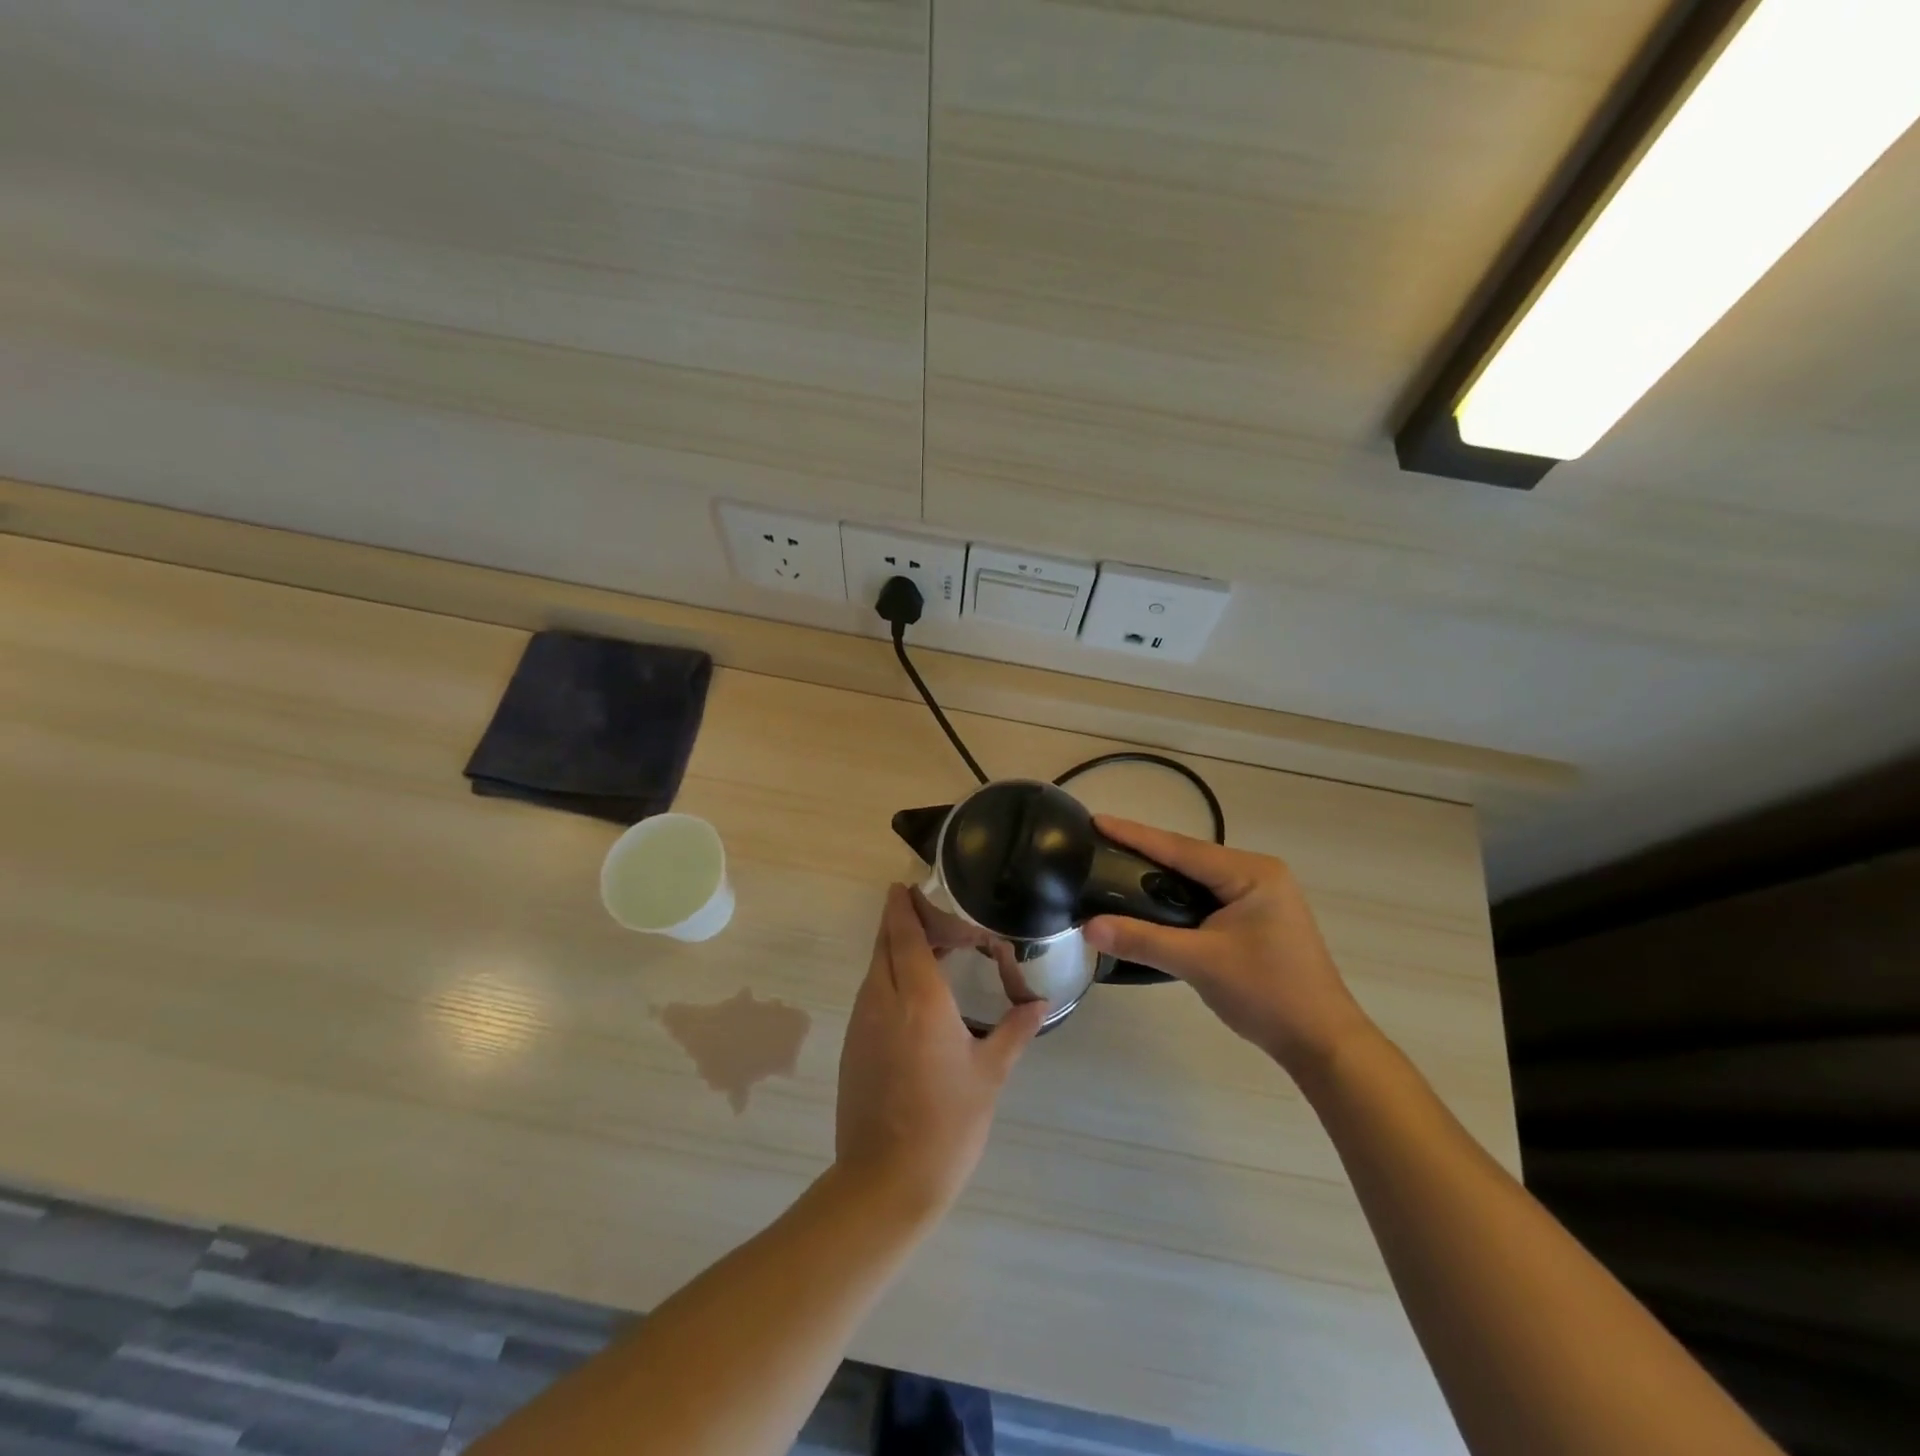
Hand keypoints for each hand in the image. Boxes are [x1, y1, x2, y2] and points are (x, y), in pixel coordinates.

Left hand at [835, 885, 1046, 1219]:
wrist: (885, 1181)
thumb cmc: (947, 1124)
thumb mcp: (990, 1075)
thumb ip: (1014, 1031)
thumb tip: (1038, 1004)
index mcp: (919, 1000)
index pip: (904, 936)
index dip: (902, 907)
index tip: (904, 885)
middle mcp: (883, 1000)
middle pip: (884, 945)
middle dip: (898, 921)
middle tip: (927, 912)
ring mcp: (862, 1023)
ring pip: (875, 969)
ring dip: (893, 950)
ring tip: (926, 950)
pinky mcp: (853, 1045)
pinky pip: (870, 994)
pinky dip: (887, 978)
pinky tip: (911, 994)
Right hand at [1083, 817, 1373, 1075]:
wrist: (1322, 1042)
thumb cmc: (1267, 994)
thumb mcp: (1199, 963)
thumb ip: (1142, 941)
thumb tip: (1088, 928)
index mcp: (1251, 873)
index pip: (1180, 848)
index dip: (1135, 835)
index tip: (1097, 820)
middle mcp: (1258, 874)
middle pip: (1189, 857)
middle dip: (1144, 851)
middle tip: (1099, 844)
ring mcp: (1262, 896)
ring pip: (1198, 877)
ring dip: (1160, 875)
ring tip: (1116, 868)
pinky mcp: (1258, 918)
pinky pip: (1208, 896)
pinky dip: (1177, 897)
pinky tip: (1152, 901)